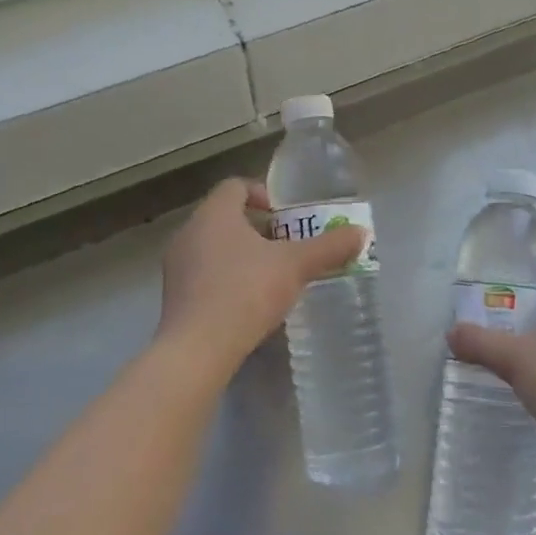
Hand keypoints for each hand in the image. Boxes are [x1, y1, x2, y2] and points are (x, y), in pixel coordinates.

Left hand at [158, 178, 367, 370]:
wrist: (198, 348)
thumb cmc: (246, 292)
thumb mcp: (296, 266)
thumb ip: (329, 247)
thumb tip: (361, 233)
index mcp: (214, 214)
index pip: (235, 186)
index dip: (262, 193)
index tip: (285, 215)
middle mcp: (189, 233)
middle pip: (225, 217)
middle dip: (258, 229)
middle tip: (287, 246)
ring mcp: (177, 266)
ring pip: (214, 248)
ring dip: (242, 255)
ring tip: (272, 276)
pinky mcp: (174, 297)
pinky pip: (205, 275)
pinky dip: (227, 280)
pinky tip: (249, 303)